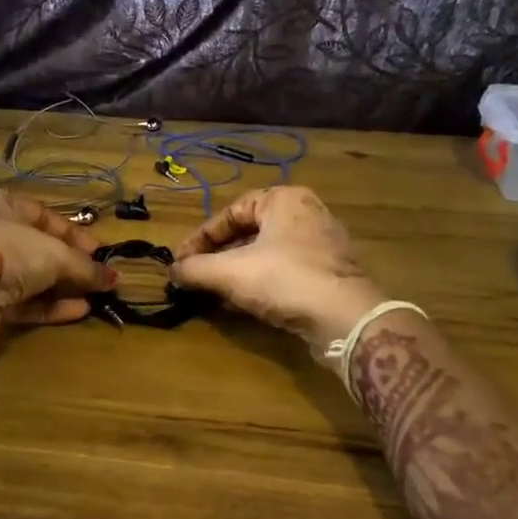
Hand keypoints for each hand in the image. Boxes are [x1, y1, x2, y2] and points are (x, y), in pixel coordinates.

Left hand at [0, 191, 111, 369]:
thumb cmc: (8, 252)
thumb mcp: (55, 254)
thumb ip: (86, 266)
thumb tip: (114, 278)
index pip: (43, 215)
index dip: (74, 233)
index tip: (99, 251)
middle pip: (36, 247)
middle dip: (69, 263)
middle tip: (97, 276)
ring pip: (28, 277)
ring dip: (61, 287)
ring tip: (93, 296)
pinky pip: (20, 301)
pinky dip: (48, 306)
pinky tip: (77, 311)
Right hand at [171, 186, 383, 352]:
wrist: (346, 319)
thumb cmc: (285, 280)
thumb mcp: (230, 272)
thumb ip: (196, 269)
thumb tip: (172, 270)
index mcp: (284, 199)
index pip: (231, 212)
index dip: (201, 237)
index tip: (182, 260)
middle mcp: (306, 214)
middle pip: (249, 232)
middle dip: (219, 256)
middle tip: (197, 276)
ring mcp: (322, 245)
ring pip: (266, 254)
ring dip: (237, 272)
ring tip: (215, 292)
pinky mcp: (330, 274)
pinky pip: (285, 272)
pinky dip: (260, 283)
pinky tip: (243, 304)